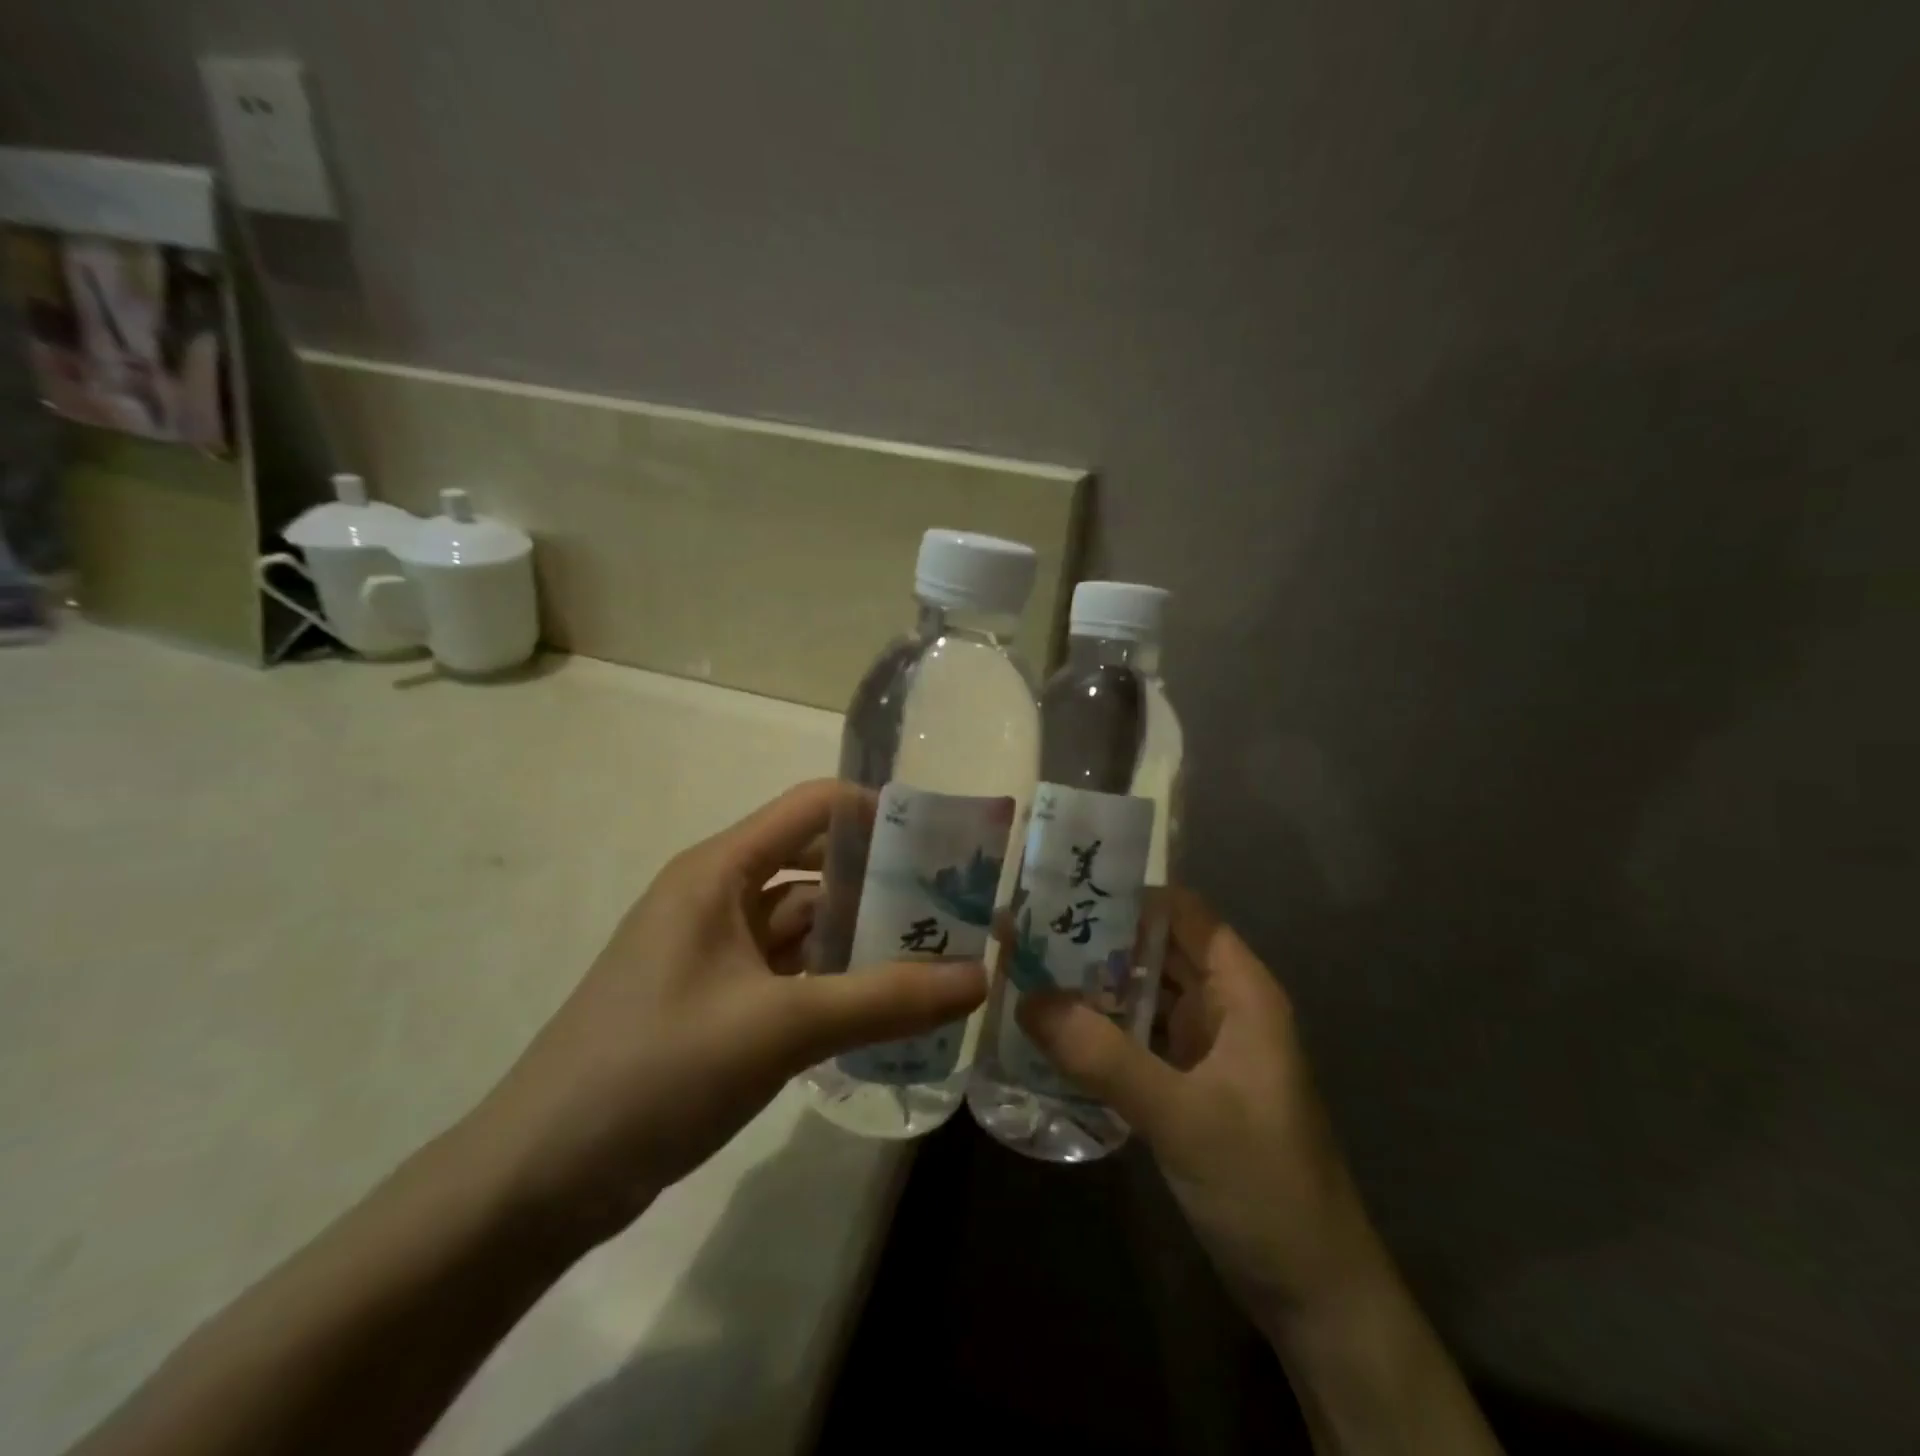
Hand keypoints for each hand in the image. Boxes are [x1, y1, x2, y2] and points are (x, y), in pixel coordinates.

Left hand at [471, 780, 987, 1243]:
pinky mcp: (718, 1002)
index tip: (945, 843)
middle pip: (816, 865)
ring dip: (864, 936)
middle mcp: (718, 897)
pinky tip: (886, 1004)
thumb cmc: (653, 1072)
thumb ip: (882, 1000)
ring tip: (939, 955)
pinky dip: (836, 980)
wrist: (539, 1179)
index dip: (879, 812)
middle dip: (884, 881)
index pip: (813, 807)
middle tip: (957, 907)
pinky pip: (792, 973)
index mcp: (719, 870)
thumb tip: (980, 978)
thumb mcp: (778, 1029)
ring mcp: (716, 953)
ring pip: (807, 924)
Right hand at [1018, 891, 1384, 1330]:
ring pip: (1143, 995)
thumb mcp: (1181, 1116)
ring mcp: (1205, 1048)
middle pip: (1155, 950)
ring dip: (1093, 985)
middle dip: (1096, 938)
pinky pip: (1137, 1039)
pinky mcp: (1187, 1085)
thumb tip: (1026, 998)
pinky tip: (1052, 1031)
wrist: (1314, 1293)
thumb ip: (1103, 1056)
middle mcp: (1223, 1007)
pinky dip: (1100, 1030)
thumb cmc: (1264, 1185)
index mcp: (1241, 991)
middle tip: (1023, 929)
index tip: (1061, 888)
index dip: (1128, 894)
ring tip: (1023, 969)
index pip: (1182, 914)